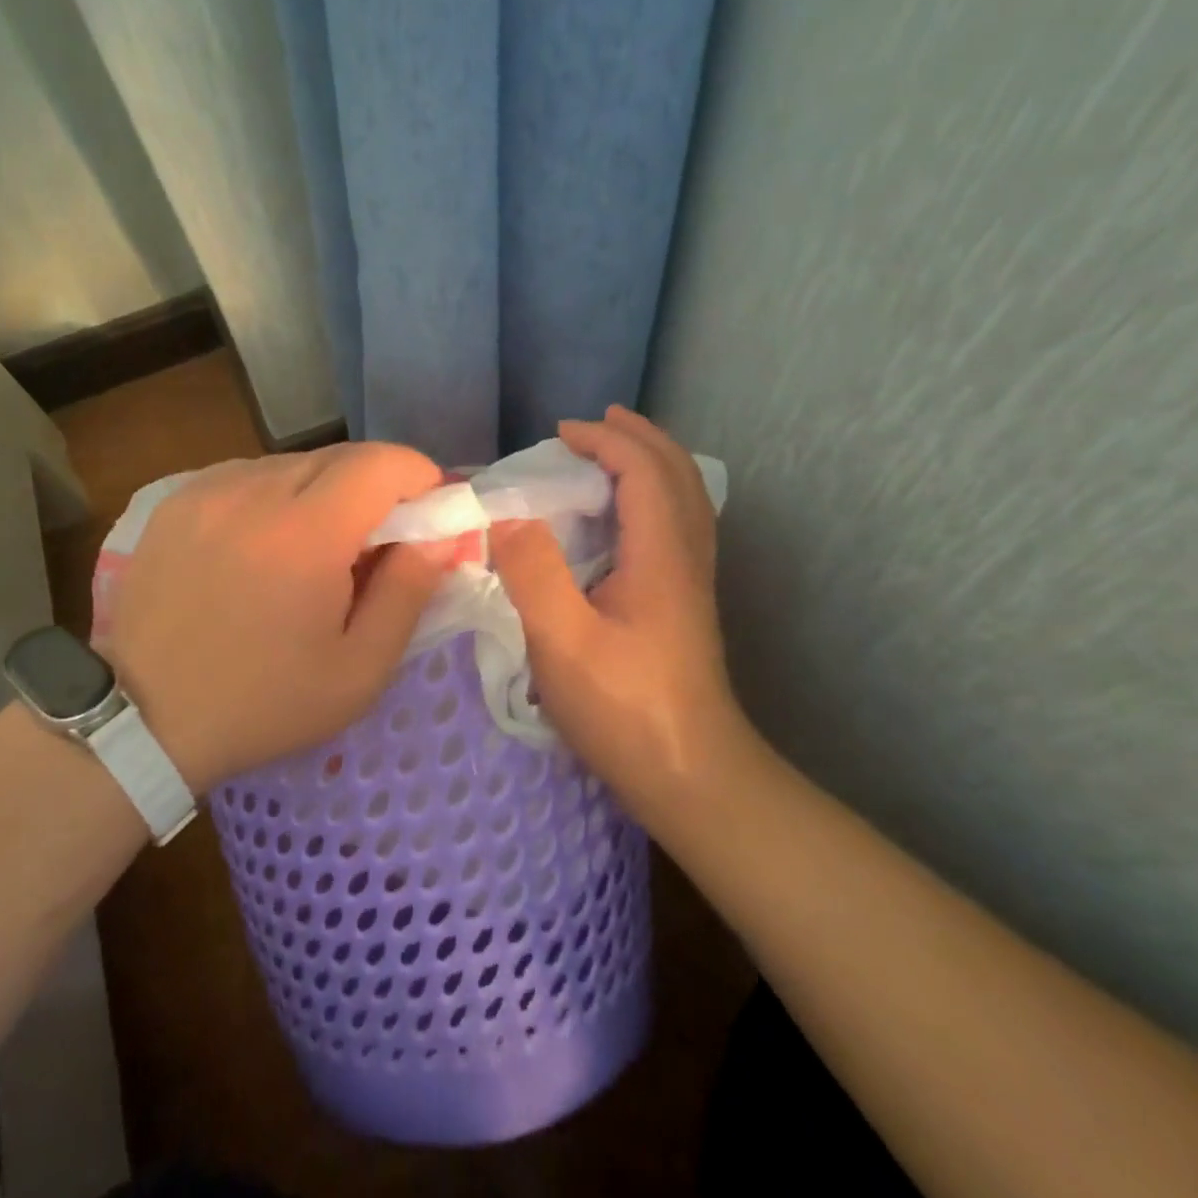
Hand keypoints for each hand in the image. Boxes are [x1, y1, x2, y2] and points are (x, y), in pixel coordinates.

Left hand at [107, 444, 452, 793]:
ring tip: (314, 551)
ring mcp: (206, 490)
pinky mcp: (175, 500)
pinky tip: (264, 547)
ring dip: (323, 493)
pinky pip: (248, 477)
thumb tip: (442, 535)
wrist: (146, 720)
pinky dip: (275, 498)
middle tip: (375, 544)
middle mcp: (252, 491)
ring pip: (293, 464)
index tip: (428, 516)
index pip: (383, 461)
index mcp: (304, 533)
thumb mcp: (359, 670)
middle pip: (340, 457)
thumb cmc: (264, 703)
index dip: (420, 477)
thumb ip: (409, 592)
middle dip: (375, 489)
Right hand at [489, 406, 750, 821]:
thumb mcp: (563, 643)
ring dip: (651, 463)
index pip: (642, 470)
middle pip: (676, 474)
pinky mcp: (685, 605)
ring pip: (685, 499)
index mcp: (660, 554)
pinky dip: (654, 496)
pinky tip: (627, 517)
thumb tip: (506, 518)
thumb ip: (533, 573)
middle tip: (597, 423)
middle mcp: (685, 557)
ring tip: (614, 453)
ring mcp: (691, 582)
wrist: (691, 775)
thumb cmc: (624, 709)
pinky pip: (678, 525)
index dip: (604, 440)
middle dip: (638, 437)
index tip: (559, 433)